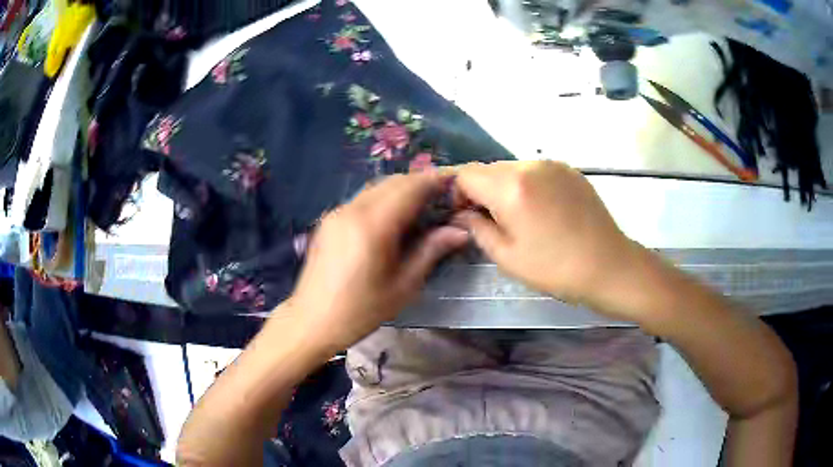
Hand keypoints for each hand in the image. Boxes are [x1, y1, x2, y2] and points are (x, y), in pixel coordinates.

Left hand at [287, 173, 468, 353]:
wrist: (312, 321)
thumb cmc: (361, 310)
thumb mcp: (404, 286)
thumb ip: (431, 251)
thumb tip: (460, 231)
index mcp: (373, 225)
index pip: (410, 187)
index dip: (435, 180)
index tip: (455, 183)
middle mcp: (352, 209)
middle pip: (393, 181)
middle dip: (420, 183)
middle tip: (442, 198)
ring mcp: (337, 212)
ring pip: (376, 187)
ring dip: (401, 190)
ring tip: (421, 208)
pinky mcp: (329, 219)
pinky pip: (362, 198)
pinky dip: (383, 199)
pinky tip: (393, 218)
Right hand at [453, 161, 646, 317]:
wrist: (608, 266)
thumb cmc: (555, 268)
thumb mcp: (507, 256)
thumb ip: (476, 228)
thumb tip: (461, 214)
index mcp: (510, 187)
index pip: (466, 174)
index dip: (458, 194)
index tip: (465, 217)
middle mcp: (530, 165)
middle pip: (489, 169)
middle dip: (481, 191)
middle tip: (491, 220)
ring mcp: (553, 165)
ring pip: (513, 169)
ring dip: (506, 188)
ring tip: (521, 217)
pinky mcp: (570, 170)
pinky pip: (536, 171)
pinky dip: (528, 185)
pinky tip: (542, 210)